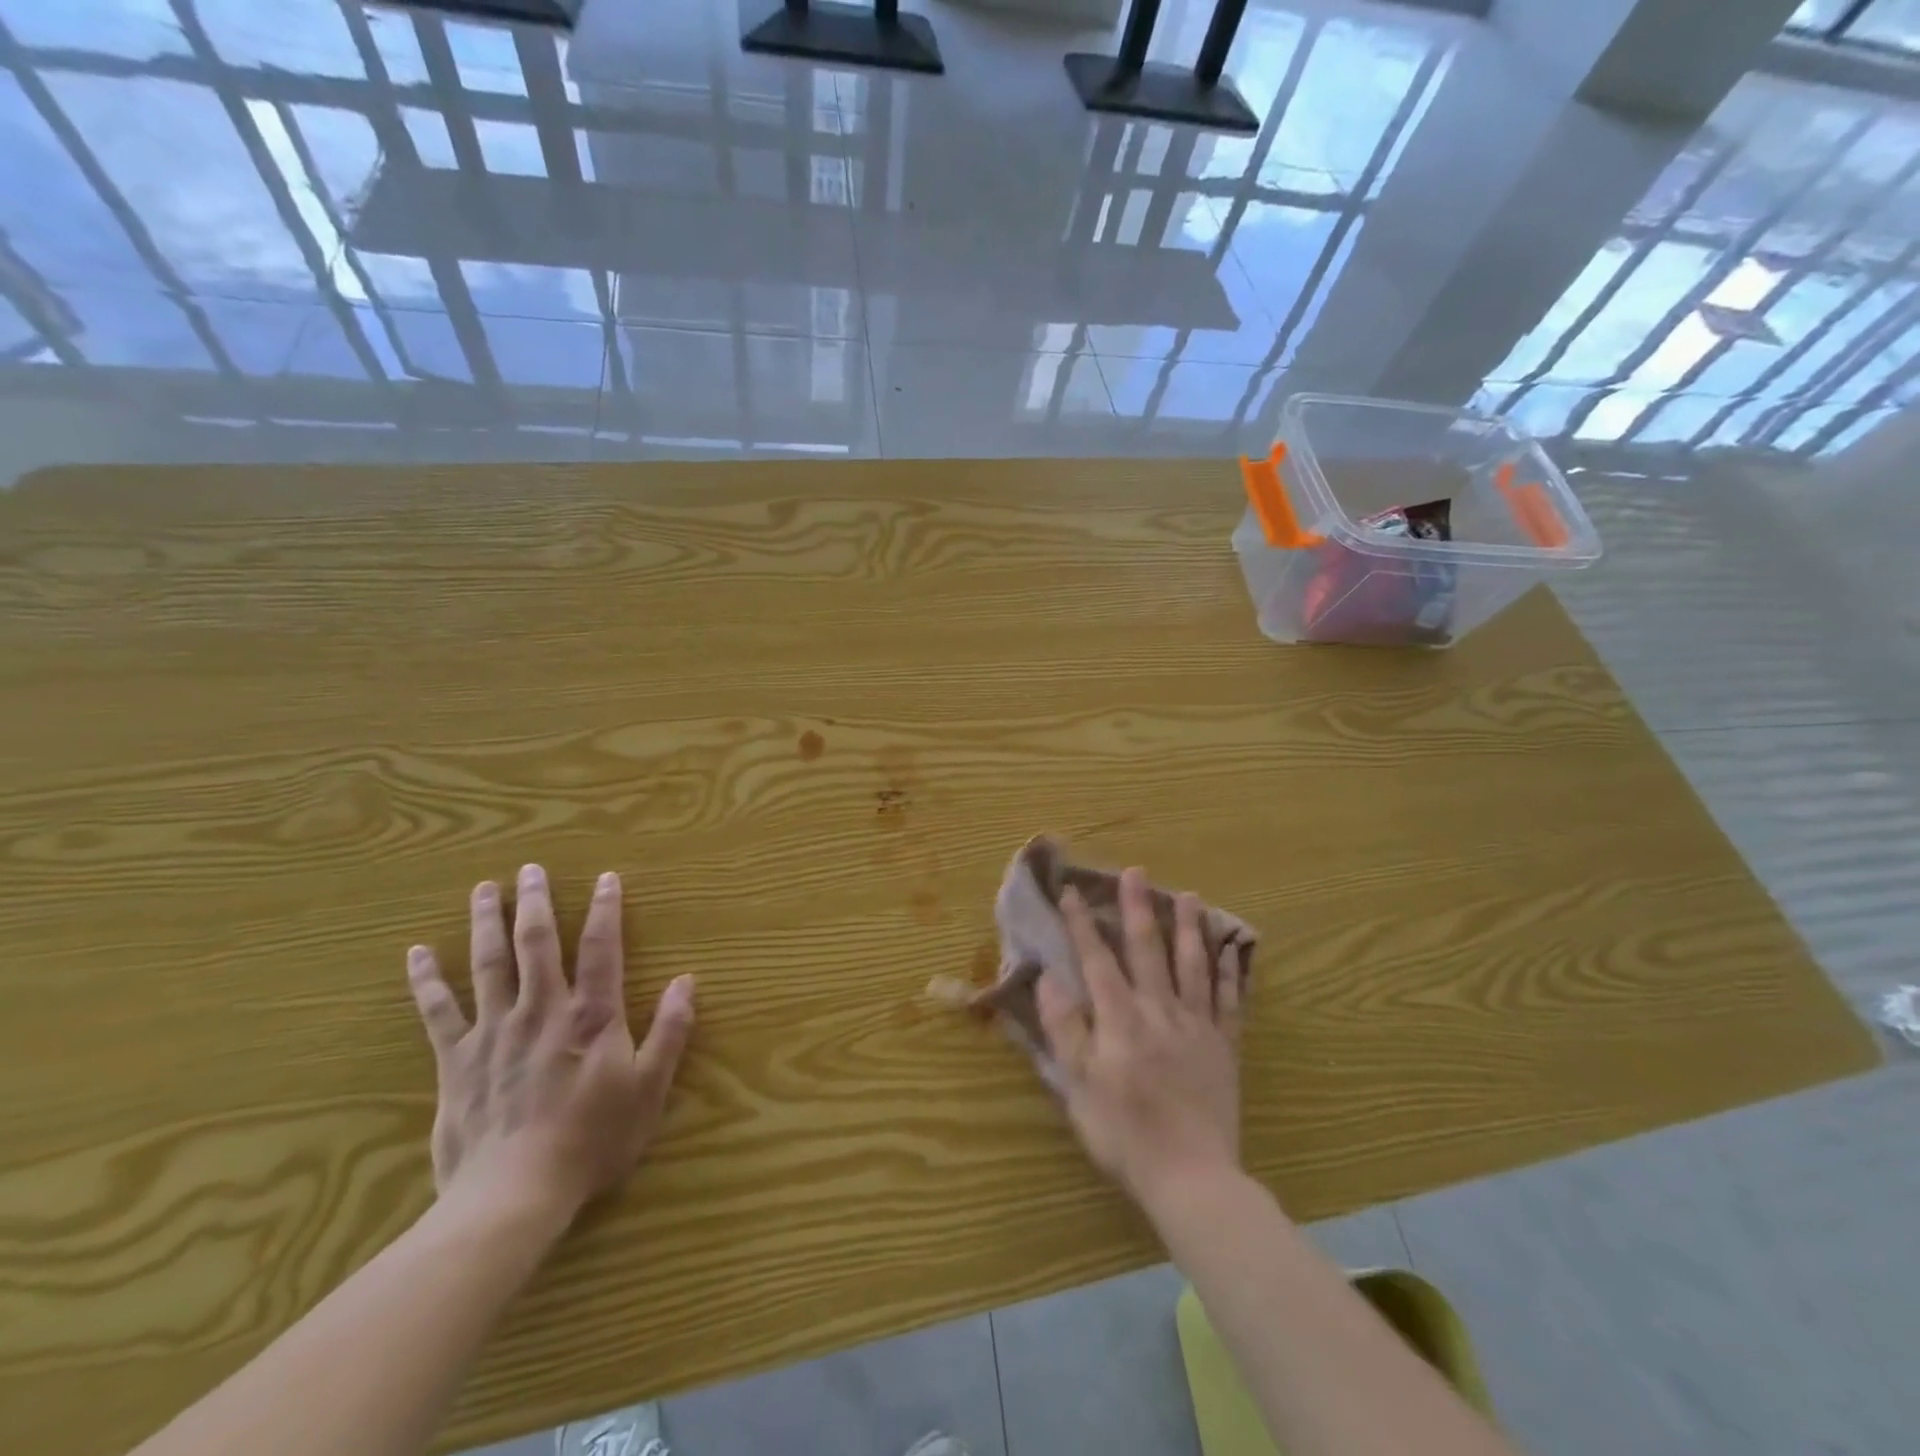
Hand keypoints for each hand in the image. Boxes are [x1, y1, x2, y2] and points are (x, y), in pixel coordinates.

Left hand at [405, 864, 695, 1226]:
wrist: (514, 1195)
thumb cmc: (592, 1141)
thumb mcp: (649, 1089)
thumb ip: (670, 1032)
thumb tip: (687, 981)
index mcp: (591, 1016)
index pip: (602, 948)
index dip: (606, 909)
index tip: (605, 877)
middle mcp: (542, 1010)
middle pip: (537, 943)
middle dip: (536, 902)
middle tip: (531, 869)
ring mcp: (495, 1031)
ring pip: (488, 964)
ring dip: (487, 922)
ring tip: (485, 889)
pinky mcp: (457, 1059)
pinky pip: (438, 1011)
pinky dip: (427, 980)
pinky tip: (417, 953)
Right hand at [1036, 869, 1241, 1212]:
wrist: (1192, 1177)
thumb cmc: (1124, 1134)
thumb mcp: (1079, 1086)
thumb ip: (1065, 1029)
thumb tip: (1049, 978)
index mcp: (1120, 1020)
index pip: (1097, 960)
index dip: (1083, 924)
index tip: (1073, 891)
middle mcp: (1159, 1011)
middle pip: (1148, 950)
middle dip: (1138, 908)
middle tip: (1136, 872)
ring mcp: (1197, 1027)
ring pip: (1193, 966)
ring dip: (1189, 928)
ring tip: (1190, 896)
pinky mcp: (1224, 1047)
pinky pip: (1230, 1001)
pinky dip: (1231, 972)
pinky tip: (1232, 949)